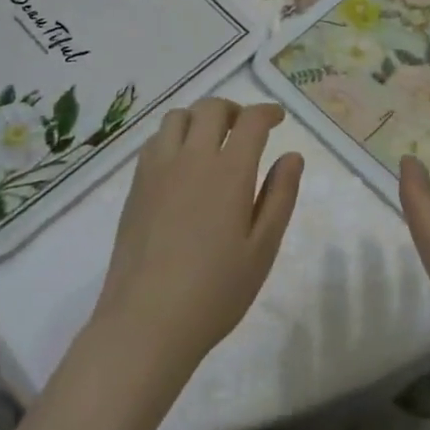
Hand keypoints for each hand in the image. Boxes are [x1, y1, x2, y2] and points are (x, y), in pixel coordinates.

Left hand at [90, 98, 303, 386]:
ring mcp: (159, 169)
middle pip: (211, 108)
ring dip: (200, 118)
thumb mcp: (262, 249)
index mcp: (229, 171)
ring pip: (178, 117)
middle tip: (246, 128)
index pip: (251, 121)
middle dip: (234, 109)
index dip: (268, 112)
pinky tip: (182, 164)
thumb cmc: (215, 291)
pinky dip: (174, 136)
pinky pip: (156, 140)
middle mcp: (192, 158)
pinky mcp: (136, 186)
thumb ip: (280, 196)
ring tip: (211, 141)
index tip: (278, 118)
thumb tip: (292, 156)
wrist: (146, 321)